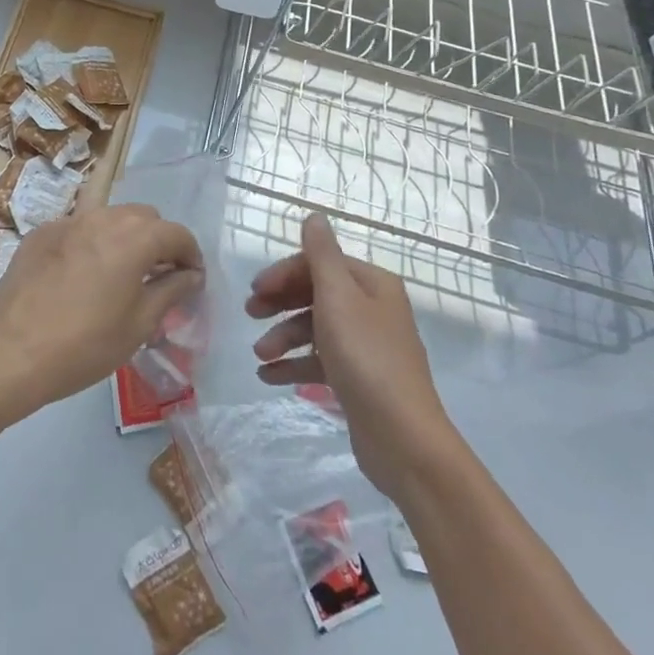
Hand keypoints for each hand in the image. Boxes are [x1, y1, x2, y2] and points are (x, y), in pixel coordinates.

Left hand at [0, 204, 202, 421]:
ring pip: (109, 217)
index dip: (191, 255)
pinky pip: (78, 229)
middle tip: (158, 275)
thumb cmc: (85, 343)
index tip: (192, 279)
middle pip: (144, 217)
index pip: (177, 233)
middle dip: (158, 240)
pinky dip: (90, 243)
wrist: (12, 348)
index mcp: (134, 238)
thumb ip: (170, 291)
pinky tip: (81, 276)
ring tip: (120, 273)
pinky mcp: (42, 232)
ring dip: (124, 237)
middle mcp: (103, 217)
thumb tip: (190, 275)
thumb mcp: (139, 325)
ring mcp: (68, 221)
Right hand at [247, 212, 449, 494]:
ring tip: (259, 355)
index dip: (284, 273)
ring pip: (316, 329)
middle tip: (250, 313)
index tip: (255, 290)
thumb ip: (321, 254)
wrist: (403, 439)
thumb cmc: (366, 357)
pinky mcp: (360, 380)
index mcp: (372, 284)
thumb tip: (314, 215)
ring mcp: (367, 346)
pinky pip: (320, 362)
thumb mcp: (338, 297)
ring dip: (283, 337)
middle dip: (280, 303)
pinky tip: (269, 376)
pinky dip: (295, 365)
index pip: (320, 263)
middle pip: (316, 293)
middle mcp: (372, 309)